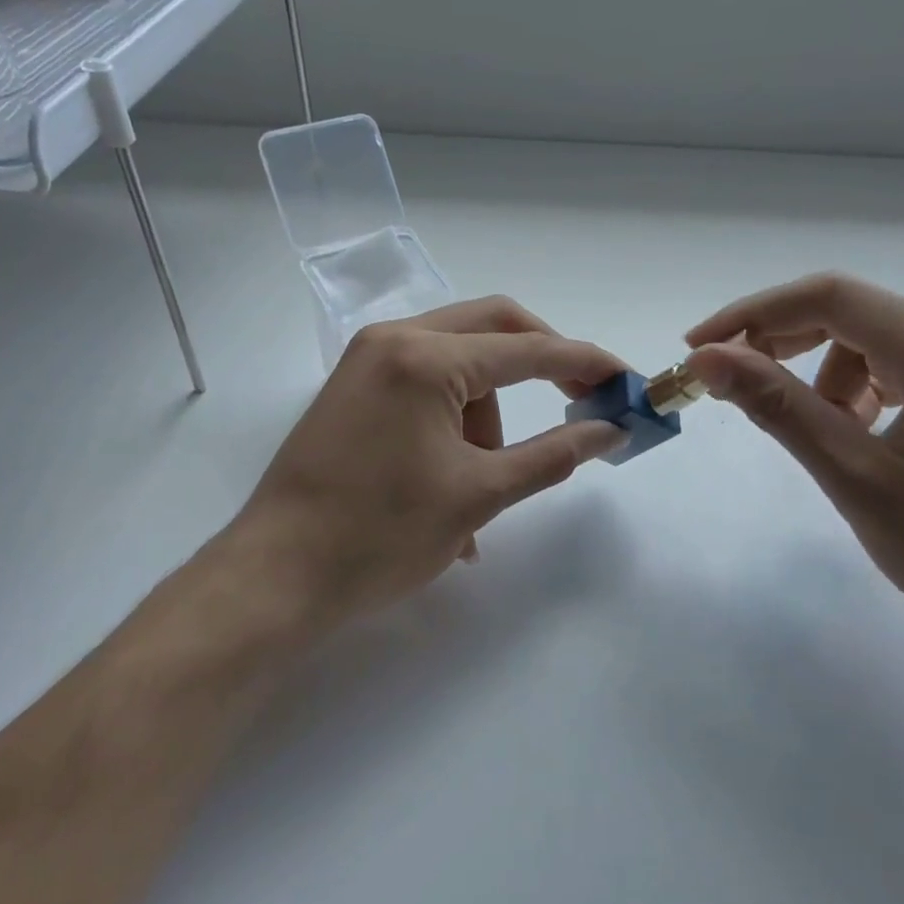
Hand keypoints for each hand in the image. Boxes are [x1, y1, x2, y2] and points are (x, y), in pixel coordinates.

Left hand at [231, 297, 628, 630]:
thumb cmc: (380, 535)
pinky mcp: (353, 387)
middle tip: (577, 404)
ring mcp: (366, 361)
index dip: (585, 363)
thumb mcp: (479, 495)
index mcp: (426, 358)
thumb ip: (553, 455)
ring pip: (457, 362)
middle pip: (492, 328)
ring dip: (488, 414)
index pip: (527, 348)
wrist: (276, 575)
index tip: (626, 380)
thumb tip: (609, 431)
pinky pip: (424, 384)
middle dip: (541, 365)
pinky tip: (452, 483)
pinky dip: (454, 420)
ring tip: (483, 487)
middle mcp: (393, 339)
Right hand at [684, 273, 903, 657]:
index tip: (698, 349)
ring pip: (883, 344)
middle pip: (857, 313)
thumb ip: (779, 407)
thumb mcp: (858, 478)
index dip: (753, 314)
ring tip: (824, 436)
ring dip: (829, 375)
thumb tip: (709, 358)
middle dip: (784, 343)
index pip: (830, 297)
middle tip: (735, 386)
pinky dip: (869, 392)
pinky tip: (869, 438)